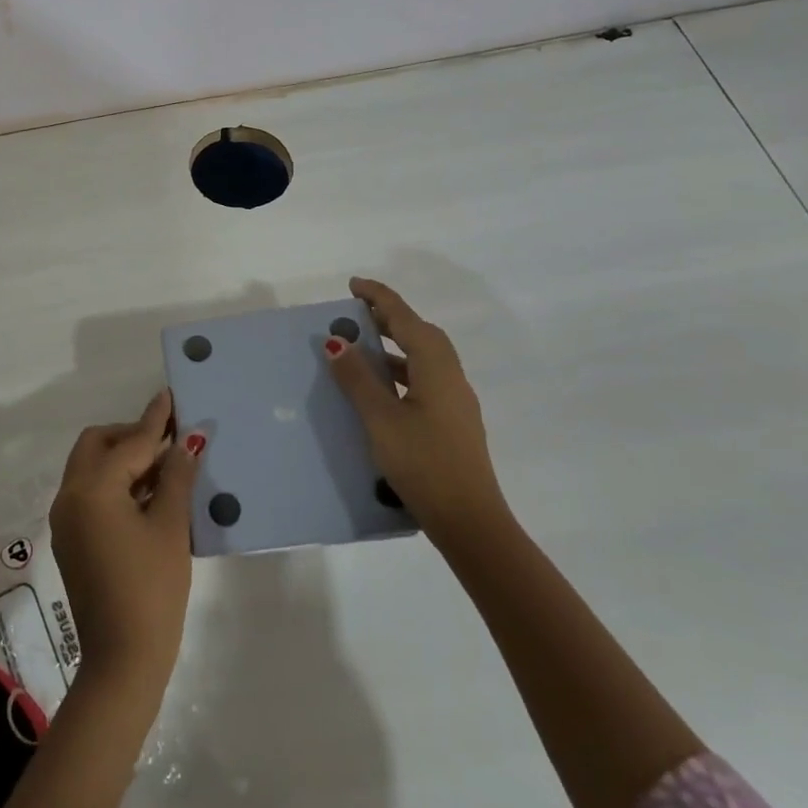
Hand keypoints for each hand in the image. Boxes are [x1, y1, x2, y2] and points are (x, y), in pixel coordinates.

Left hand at [49, 390, 197, 693]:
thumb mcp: (170, 527)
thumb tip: (188, 442)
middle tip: (169, 441)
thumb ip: (176, 477)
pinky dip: (114, 483)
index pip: (129, 442)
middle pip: (98, 445)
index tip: (170, 395)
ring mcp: (66, 520)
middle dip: (131, 436)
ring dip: (123, 459)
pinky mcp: (71, 540)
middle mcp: (70, 496)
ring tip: (165, 466)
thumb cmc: (151, 589)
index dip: (155, 420)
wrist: (122, 662)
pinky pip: (90, 493)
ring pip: (91, 468)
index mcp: (92, 488)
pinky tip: (147, 494)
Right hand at [326, 276, 508, 548]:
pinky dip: (401, 370)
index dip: (379, 298)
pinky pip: (424, 379)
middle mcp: (450, 376)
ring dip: (395, 345)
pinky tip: (381, 390)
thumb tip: (336, 341)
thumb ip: (358, 378)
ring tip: (362, 348)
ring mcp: (455, 401)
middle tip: (356, 314)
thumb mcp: (381, 419)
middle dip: (389, 318)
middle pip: (419, 333)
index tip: (353, 285)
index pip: (405, 318)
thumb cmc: (424, 464)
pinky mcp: (453, 422)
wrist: (471, 523)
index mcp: (435, 367)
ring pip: (423, 358)